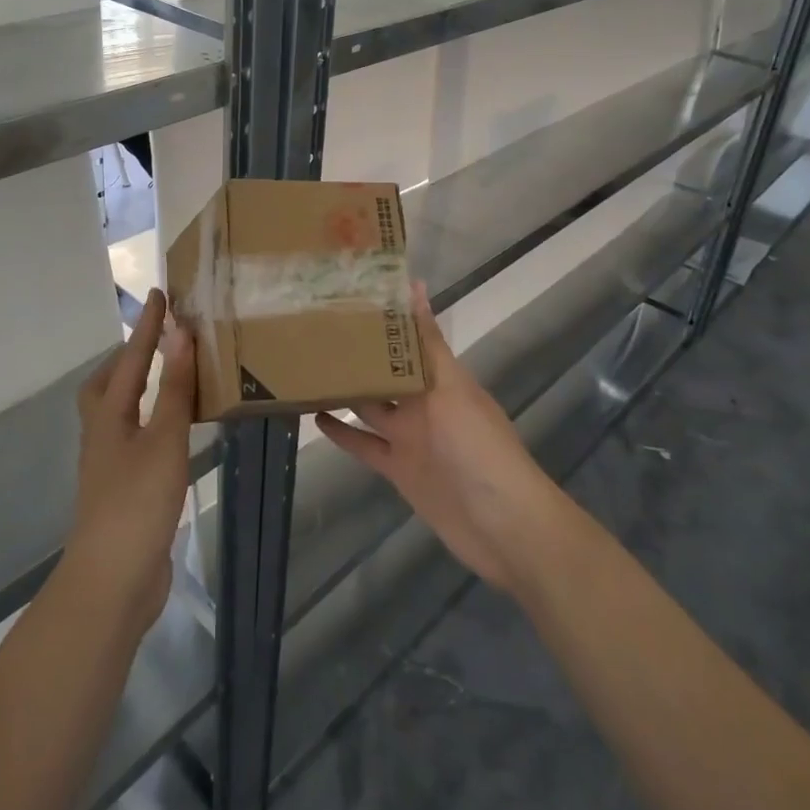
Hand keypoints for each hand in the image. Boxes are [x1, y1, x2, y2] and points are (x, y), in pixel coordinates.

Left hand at [65, 290, 196, 636]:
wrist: (112, 582)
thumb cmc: (137, 503)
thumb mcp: (164, 440)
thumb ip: (175, 389)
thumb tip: (180, 334)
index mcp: (110, 416)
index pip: (131, 359)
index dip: (147, 326)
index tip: (159, 294)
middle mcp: (103, 435)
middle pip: (107, 385)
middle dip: (128, 358)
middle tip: (155, 341)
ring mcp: (110, 465)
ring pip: (118, 412)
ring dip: (138, 389)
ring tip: (167, 378)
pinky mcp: (123, 490)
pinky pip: (135, 438)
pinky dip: (150, 420)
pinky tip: (170, 431)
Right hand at [317, 282, 560, 588]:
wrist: (501, 524)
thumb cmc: (478, 445)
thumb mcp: (452, 387)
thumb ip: (428, 342)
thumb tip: (416, 286)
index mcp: (438, 377)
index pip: (405, 339)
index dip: (381, 319)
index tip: (345, 296)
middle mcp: (422, 402)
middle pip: (383, 372)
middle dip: (356, 354)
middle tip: (313, 329)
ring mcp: (409, 436)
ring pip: (368, 406)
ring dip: (343, 391)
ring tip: (307, 369)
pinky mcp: (397, 468)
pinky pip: (364, 444)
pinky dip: (342, 433)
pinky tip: (316, 418)